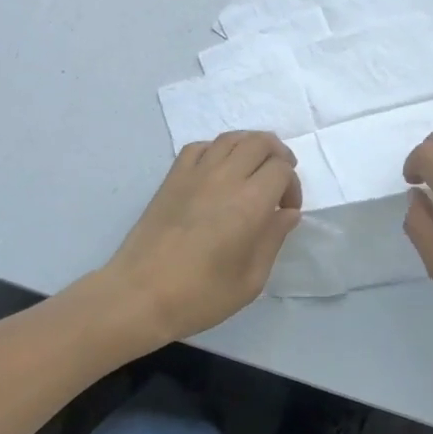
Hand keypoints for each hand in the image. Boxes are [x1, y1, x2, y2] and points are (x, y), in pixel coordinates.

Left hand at [101, 131, 302, 344]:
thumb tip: (288, 213)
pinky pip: (199, 147)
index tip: (287, 211)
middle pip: (260, 142)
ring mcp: (195, 173)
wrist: (140, 295)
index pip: (281, 169)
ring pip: (230, 138)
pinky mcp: (172, 178)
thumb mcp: (250, 280)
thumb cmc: (200, 295)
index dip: (292, 185)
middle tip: (279, 181)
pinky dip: (216, 150)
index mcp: (249, 203)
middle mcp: (225, 178)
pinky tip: (218, 170)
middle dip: (278, 155)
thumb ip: (273, 240)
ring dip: (250, 147)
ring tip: (253, 169)